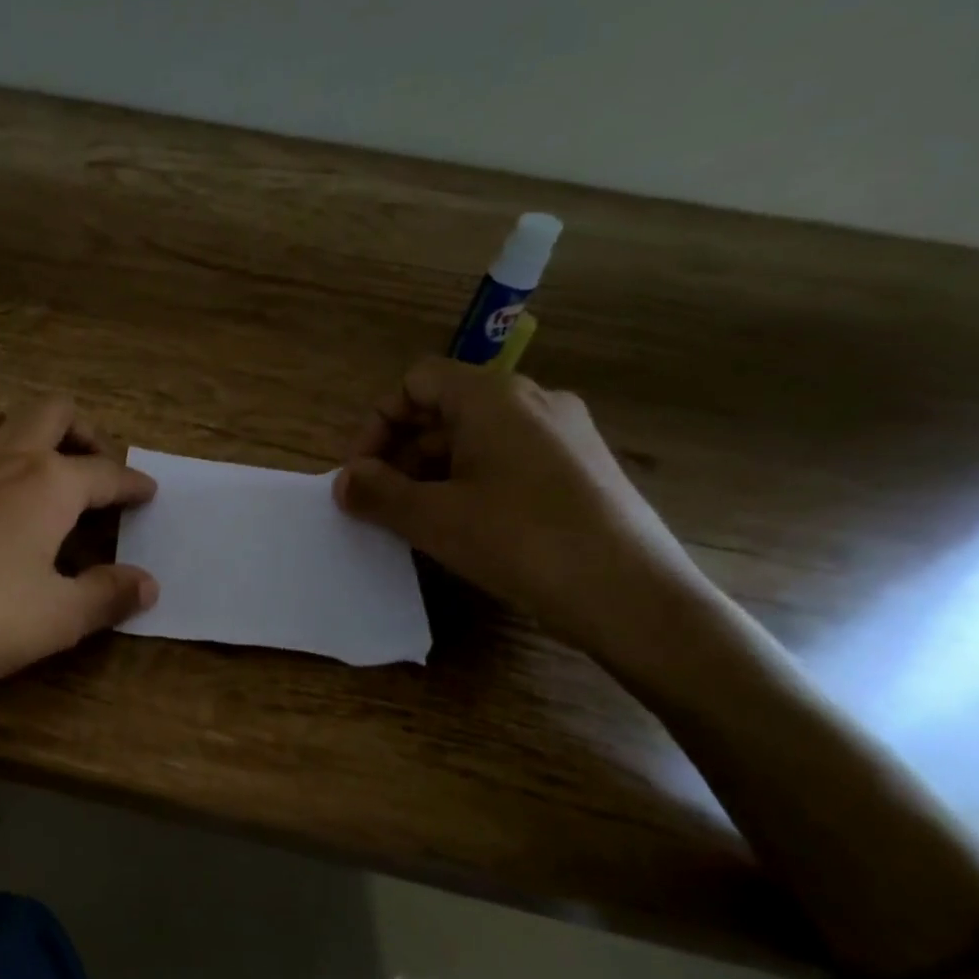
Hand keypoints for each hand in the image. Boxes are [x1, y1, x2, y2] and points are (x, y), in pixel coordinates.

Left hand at [0, 397, 158, 711]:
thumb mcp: (57, 617)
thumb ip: (107, 595)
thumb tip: (148, 583)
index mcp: (49, 482)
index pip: (105, 472)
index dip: (131, 482)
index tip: (147, 491)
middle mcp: (5, 454)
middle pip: (53, 412)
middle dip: (82, 432)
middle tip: (92, 467)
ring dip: (26, 425)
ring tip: (36, 460)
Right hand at [334, 356, 709, 653]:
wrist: (634, 597)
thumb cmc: (521, 541)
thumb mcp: (433, 518)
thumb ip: (377, 492)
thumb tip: (344, 481)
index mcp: (493, 397)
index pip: (416, 381)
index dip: (377, 422)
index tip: (360, 472)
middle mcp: (533, 401)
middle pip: (446, 408)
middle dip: (401, 451)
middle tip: (381, 500)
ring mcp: (565, 434)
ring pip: (477, 436)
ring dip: (433, 470)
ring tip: (417, 519)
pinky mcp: (583, 468)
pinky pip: (510, 458)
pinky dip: (472, 481)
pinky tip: (466, 527)